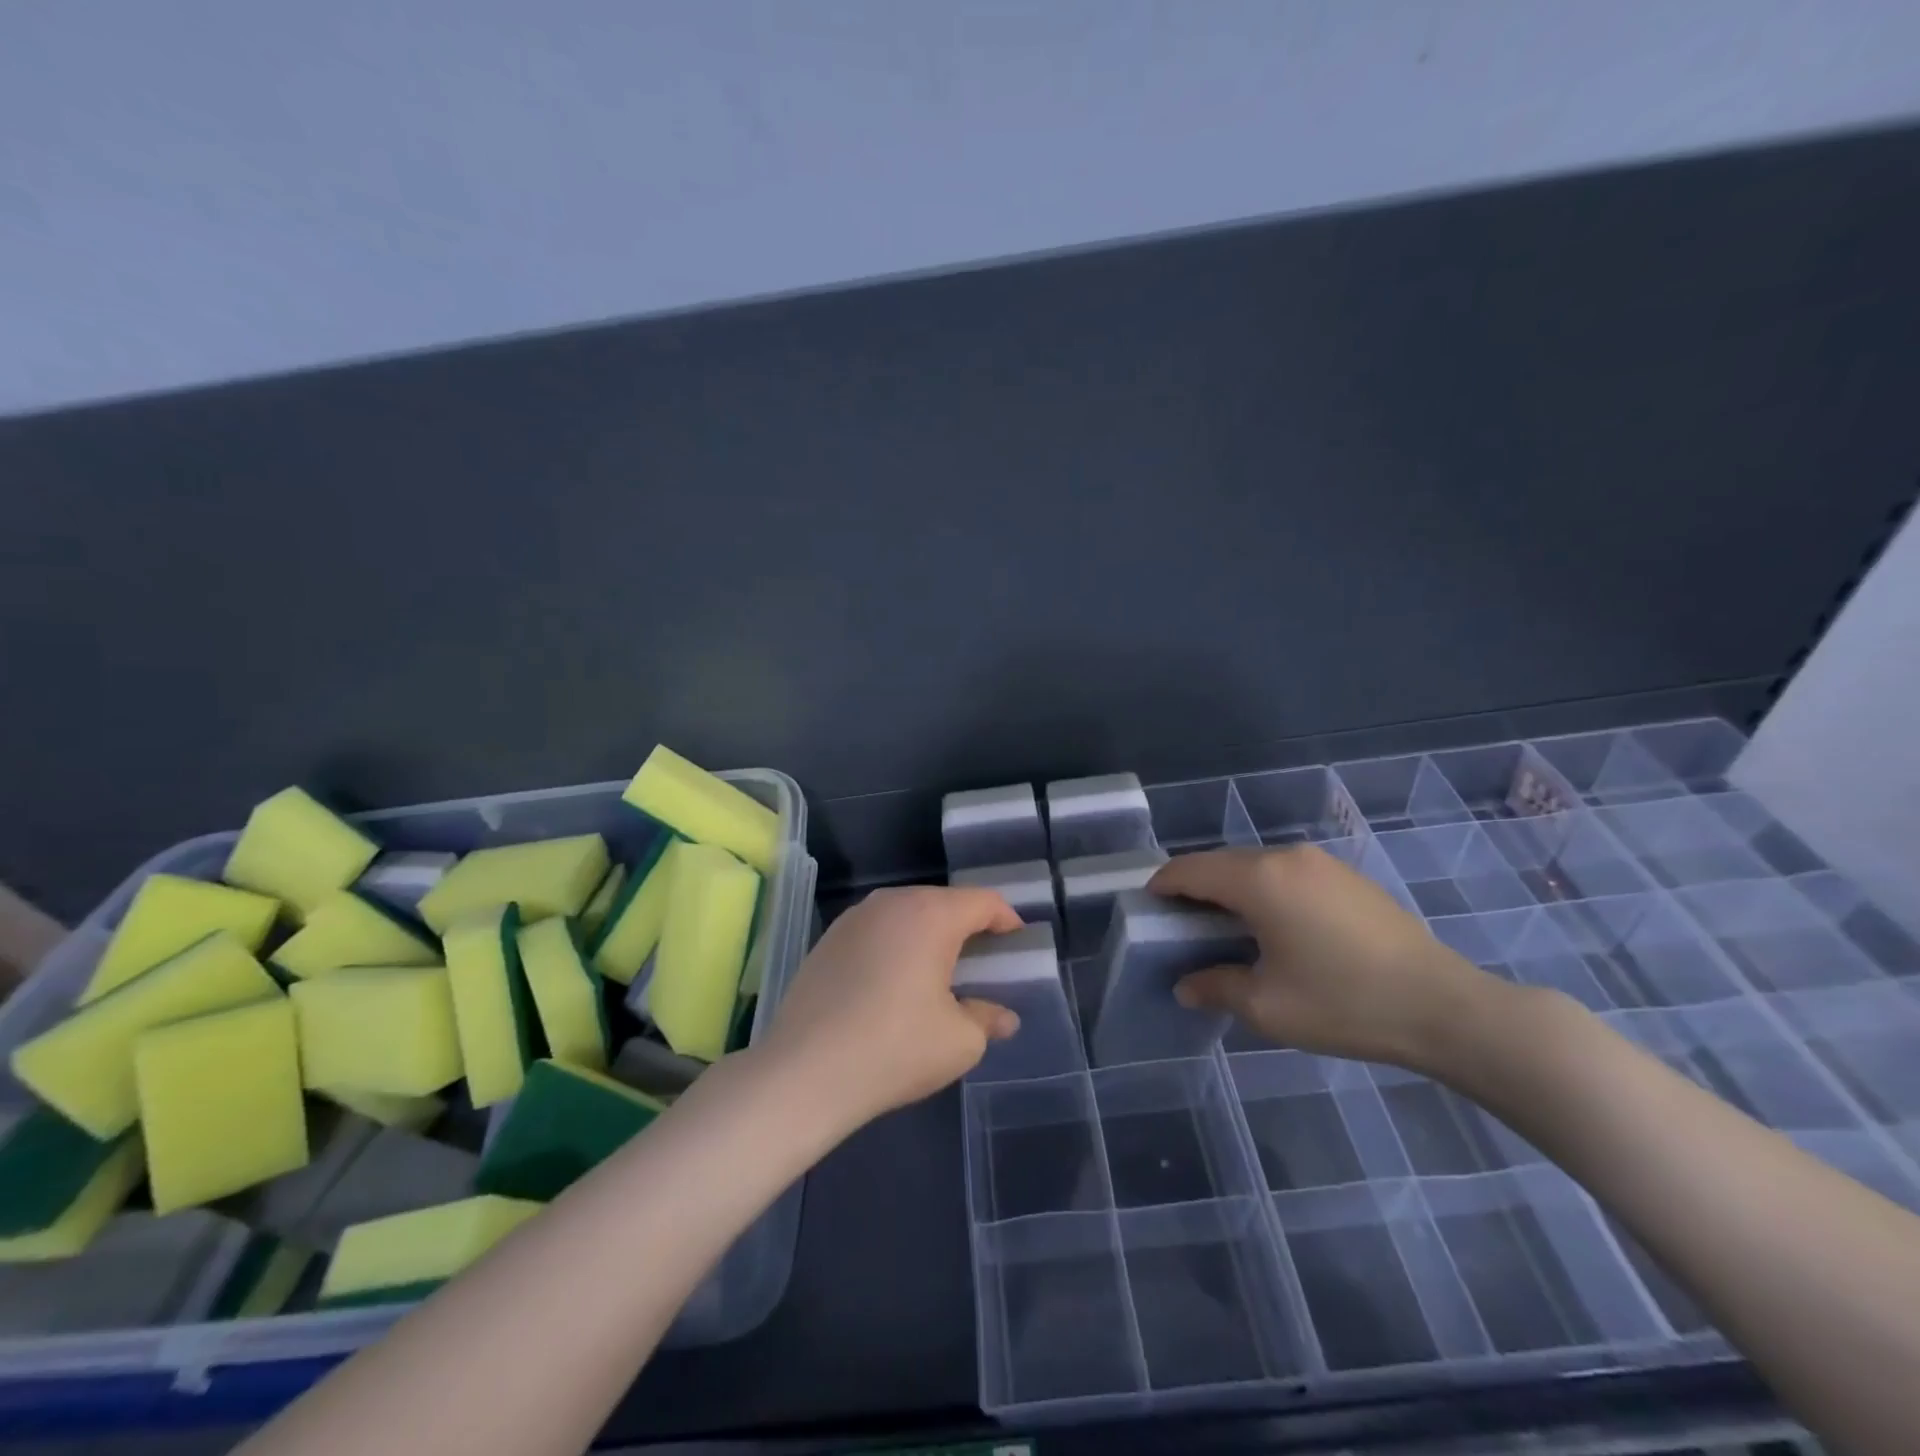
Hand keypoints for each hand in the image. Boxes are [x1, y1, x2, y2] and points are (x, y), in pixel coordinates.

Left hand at [761, 886, 1025, 1128]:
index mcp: (931, 914)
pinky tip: (893, 983)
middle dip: (967, 927)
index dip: (1006, 920)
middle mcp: (891, 902)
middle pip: (943, 902)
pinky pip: (877, 931)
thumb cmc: (895, 1048)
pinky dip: (895, 946)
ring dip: (929, 935)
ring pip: (906, 914)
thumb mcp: (959, 1041)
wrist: (804, 1071)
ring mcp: (854, 918)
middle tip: (982, 963)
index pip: (982, 901)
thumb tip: (1002, 1017)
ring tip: (938, 973)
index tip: (1017, 944)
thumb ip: (987, 1019)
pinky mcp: (827, 939)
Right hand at [1150, 845, 1507, 1070]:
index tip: (1147, 908)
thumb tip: (1186, 985)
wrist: (1446, 1007)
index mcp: (1259, 880)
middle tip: (1181, 926)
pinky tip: (1274, 927)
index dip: (1162, 886)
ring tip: (1225, 929)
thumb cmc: (1344, 1003)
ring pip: (1255, 866)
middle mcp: (1287, 857)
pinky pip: (1287, 874)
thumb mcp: (1267, 1006)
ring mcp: (1322, 863)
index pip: (1190, 870)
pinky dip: (1264, 891)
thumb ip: (1216, 987)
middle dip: (1194, 888)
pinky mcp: (1347, 877)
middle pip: (1221, 863)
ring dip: (1231, 889)